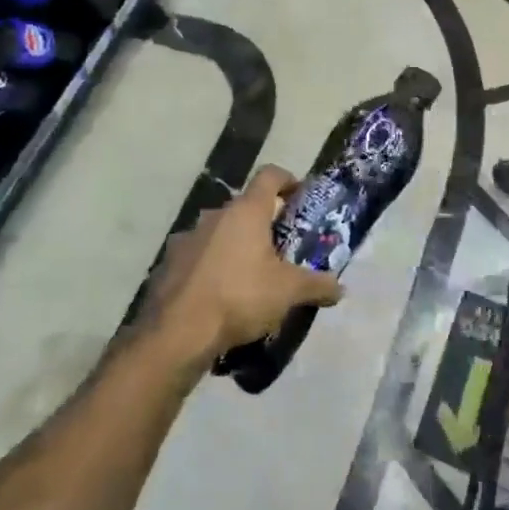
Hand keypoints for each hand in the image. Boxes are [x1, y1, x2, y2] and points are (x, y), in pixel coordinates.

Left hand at [140, 166, 344, 369]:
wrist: (177, 333)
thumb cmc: (240, 297)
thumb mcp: (289, 292)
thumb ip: (317, 285)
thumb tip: (340, 288)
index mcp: (246, 212)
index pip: (270, 176)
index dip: (288, 180)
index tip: (299, 196)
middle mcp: (214, 216)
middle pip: (244, 207)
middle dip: (263, 223)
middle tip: (281, 248)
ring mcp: (186, 239)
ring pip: (218, 232)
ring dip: (235, 245)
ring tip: (250, 275)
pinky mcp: (167, 264)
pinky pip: (197, 257)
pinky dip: (211, 267)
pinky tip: (220, 294)